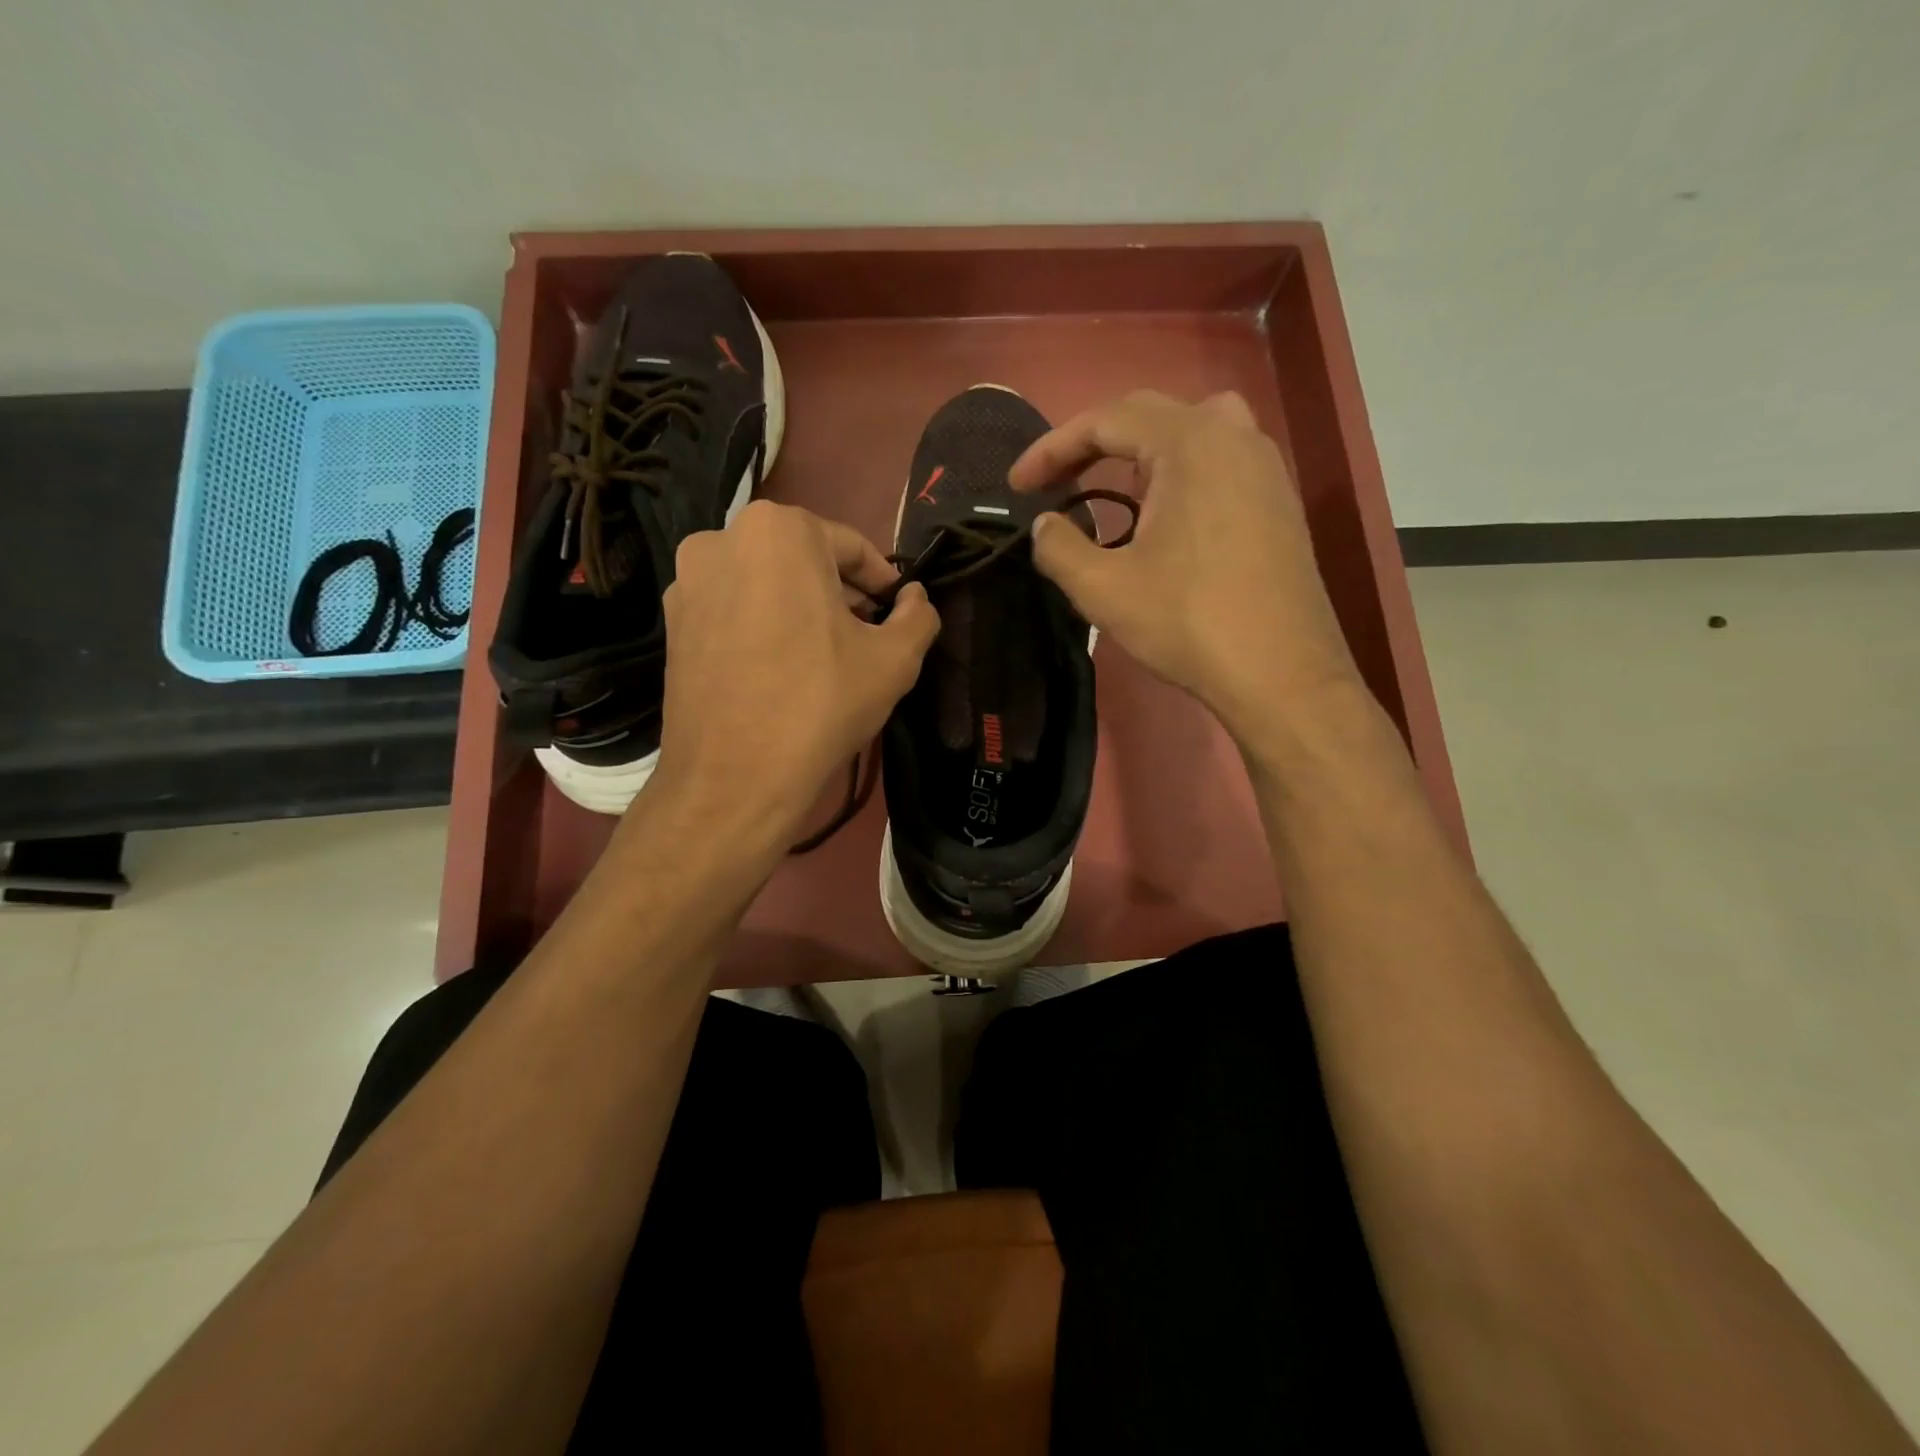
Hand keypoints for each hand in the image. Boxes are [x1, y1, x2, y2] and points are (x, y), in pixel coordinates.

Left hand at [648, 500, 938, 845]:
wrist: (734, 778)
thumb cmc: (821, 704)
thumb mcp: (894, 659)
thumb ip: (918, 616)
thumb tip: (915, 598)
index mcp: (779, 530)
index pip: (850, 546)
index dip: (882, 582)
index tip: (897, 612)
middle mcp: (721, 539)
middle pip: (803, 560)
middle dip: (840, 593)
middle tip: (866, 635)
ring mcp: (687, 583)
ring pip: (765, 584)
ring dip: (800, 609)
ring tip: (825, 655)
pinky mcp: (671, 624)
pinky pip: (733, 611)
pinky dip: (763, 626)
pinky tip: (782, 669)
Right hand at [1011, 389, 1360, 744]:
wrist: (1282, 674)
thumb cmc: (1189, 623)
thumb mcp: (1104, 588)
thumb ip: (1059, 547)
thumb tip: (1044, 525)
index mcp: (1190, 442)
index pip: (1105, 421)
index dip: (1051, 449)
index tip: (1017, 486)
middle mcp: (1234, 436)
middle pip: (1148, 415)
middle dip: (1091, 443)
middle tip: (1053, 483)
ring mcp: (1264, 466)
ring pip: (1191, 429)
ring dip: (1139, 450)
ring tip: (1109, 485)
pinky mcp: (1278, 500)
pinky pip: (1219, 459)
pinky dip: (1177, 470)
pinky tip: (1162, 515)